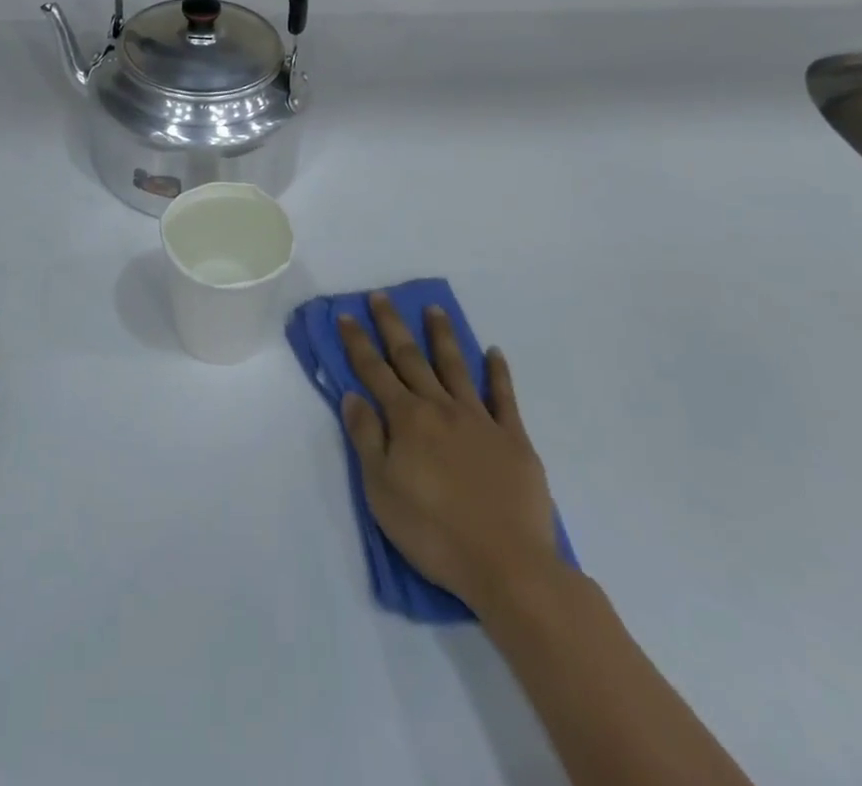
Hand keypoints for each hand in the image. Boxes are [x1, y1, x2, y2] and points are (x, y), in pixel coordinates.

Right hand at [338, 293, 561, 614]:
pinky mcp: (514, 439)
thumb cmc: (434, 531)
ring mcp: (480, 420)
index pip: (374, 372)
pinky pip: (504, 397)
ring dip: (442, 336)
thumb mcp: (382, 491)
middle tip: (382, 297)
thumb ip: (367, 438)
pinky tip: (494, 353)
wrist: (508, 565)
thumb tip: (353, 395)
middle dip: (393, 326)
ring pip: (456, 367)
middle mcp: (441, 408)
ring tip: (434, 309)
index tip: (347, 315)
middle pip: (412, 359)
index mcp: (407, 420)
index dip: (358, 342)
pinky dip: (498, 373)